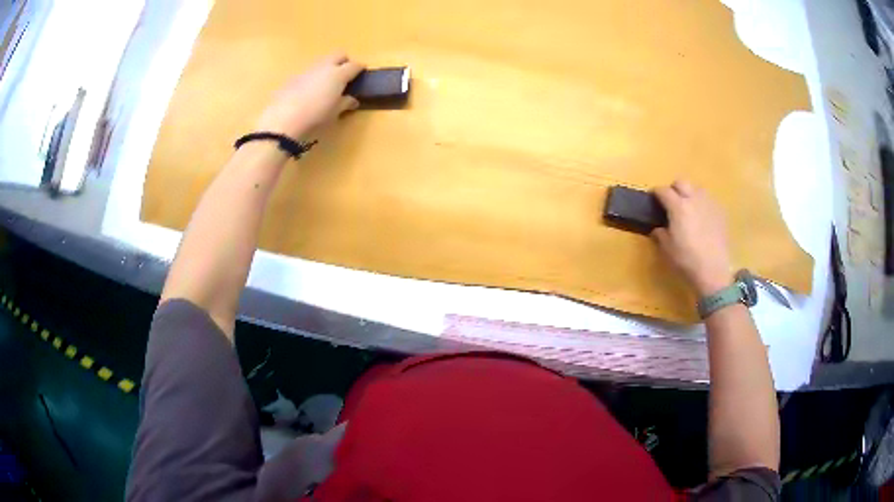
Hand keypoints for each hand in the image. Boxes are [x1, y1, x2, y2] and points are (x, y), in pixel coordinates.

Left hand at [255, 52, 364, 140]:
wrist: (283, 120)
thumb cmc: (316, 116)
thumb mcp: (334, 113)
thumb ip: (345, 103)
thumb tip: (352, 100)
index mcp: (338, 74)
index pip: (354, 65)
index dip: (360, 68)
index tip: (362, 73)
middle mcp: (324, 67)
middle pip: (338, 55)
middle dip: (344, 61)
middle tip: (345, 74)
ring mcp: (307, 70)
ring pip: (322, 61)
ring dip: (327, 68)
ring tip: (327, 84)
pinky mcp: (293, 78)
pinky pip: (308, 72)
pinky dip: (313, 77)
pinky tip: (310, 91)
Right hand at [651, 180, 733, 296]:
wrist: (713, 270)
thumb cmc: (687, 260)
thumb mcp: (667, 249)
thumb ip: (660, 234)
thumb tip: (658, 228)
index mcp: (678, 206)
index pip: (663, 191)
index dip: (656, 193)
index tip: (652, 199)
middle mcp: (693, 199)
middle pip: (681, 182)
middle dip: (674, 189)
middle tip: (671, 202)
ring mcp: (709, 204)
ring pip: (696, 189)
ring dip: (689, 194)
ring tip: (688, 208)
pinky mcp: (720, 212)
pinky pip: (708, 200)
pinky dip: (702, 204)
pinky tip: (702, 218)